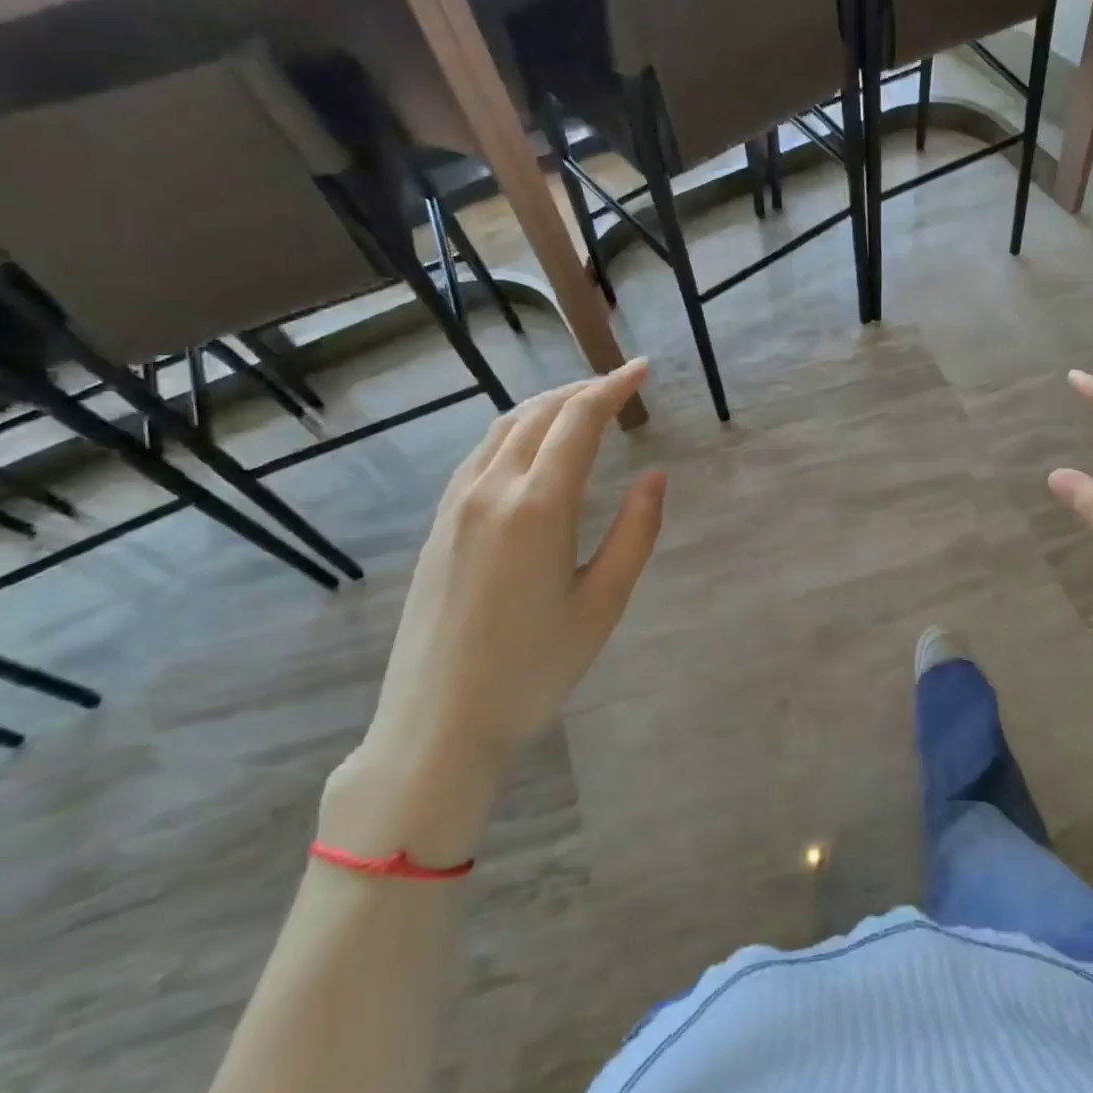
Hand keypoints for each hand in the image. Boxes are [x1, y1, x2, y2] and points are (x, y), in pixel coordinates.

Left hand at [325, 360, 664, 862]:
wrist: (438, 724)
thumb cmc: (534, 668)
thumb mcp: (603, 603)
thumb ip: (635, 532)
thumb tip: (654, 475)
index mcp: (538, 507)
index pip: (578, 422)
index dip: (613, 388)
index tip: (641, 368)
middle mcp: (491, 491)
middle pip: (538, 414)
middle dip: (582, 390)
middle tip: (618, 385)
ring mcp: (456, 506)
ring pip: (503, 428)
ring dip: (545, 406)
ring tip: (580, 405)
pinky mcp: (439, 526)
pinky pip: (480, 455)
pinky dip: (515, 431)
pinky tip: (530, 447)